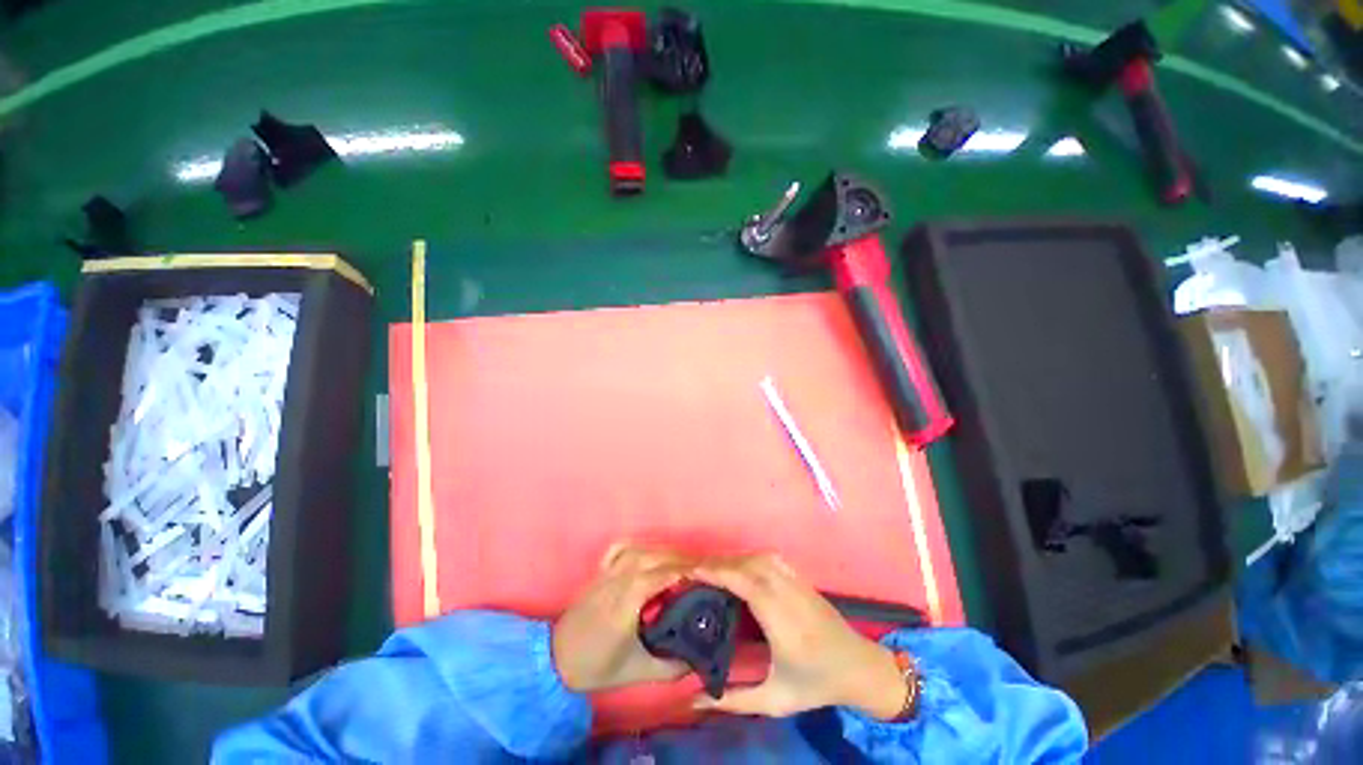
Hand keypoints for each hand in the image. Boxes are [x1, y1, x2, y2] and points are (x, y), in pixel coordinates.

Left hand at [552, 543, 693, 692]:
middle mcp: (617, 580)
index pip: (659, 576)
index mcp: (626, 603)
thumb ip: (671, 666)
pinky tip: (650, 554)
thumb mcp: (637, 672)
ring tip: (683, 563)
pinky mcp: (602, 570)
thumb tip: (699, 657)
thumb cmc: (596, 666)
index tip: (706, 576)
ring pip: (641, 549)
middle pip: (654, 557)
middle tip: (702, 571)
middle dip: (681, 560)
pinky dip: (640, 546)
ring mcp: (608, 572)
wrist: (556, 659)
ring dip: (665, 552)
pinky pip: (622, 548)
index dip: (684, 572)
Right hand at [691, 554, 907, 719]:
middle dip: (719, 563)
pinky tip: (739, 565)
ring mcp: (798, 583)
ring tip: (712, 567)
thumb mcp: (776, 701)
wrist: (860, 667)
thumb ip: (735, 701)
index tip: (693, 570)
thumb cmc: (817, 684)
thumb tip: (694, 700)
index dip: (719, 572)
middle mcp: (790, 596)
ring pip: (760, 557)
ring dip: (733, 558)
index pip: (747, 585)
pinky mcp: (802, 578)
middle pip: (750, 565)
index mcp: (784, 624)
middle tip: (694, 569)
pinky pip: (771, 559)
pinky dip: (749, 556)